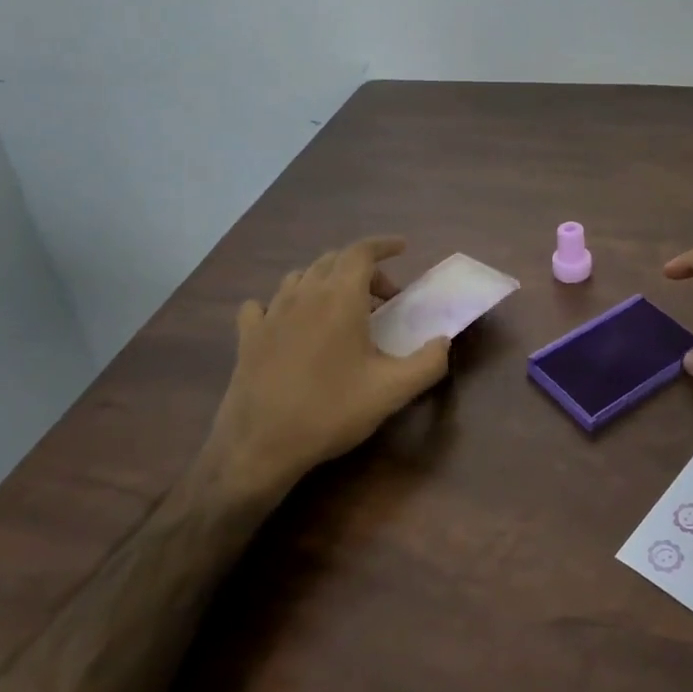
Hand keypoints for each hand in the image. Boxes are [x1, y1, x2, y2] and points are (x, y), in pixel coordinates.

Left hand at [199, 236, 449, 500]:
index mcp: (340, 297)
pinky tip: (289, 323)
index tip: (402, 248)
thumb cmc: (331, 411)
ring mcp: (271, 313)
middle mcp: (304, 294)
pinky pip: (264, 304)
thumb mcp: (392, 391)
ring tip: (341, 309)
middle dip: (362, 269)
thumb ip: (428, 362)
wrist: (259, 446)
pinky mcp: (248, 336)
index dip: (383, 245)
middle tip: (383, 299)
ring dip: (326, 282)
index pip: (361, 251)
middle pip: (333, 260)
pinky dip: (283, 304)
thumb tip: (444, 341)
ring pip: (300, 277)